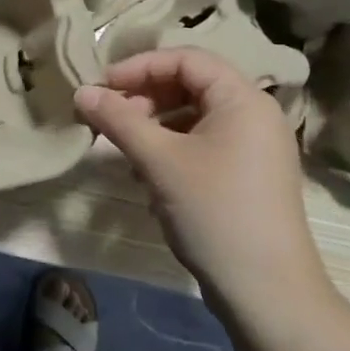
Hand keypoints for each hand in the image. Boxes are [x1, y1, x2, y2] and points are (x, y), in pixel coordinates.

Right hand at [75, 47, 329, 316]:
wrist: (268, 292)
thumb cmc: (214, 212)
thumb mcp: (159, 161)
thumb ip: (119, 120)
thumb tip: (81, 92)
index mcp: (243, 98)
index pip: (187, 59)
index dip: (140, 66)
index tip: (103, 86)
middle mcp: (255, 114)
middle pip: (192, 85)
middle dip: (146, 98)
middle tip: (110, 119)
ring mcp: (256, 147)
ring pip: (196, 118)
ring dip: (156, 126)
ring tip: (125, 150)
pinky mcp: (250, 175)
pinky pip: (206, 145)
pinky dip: (174, 150)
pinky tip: (149, 177)